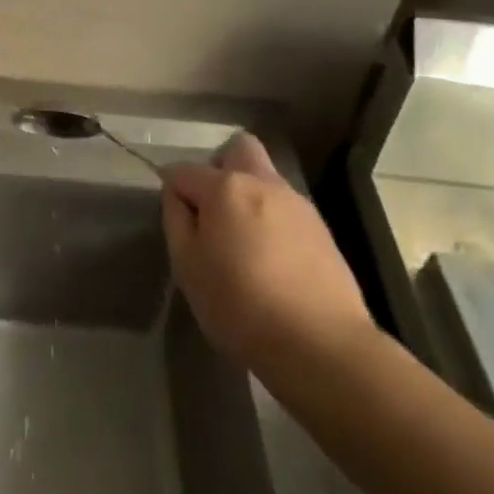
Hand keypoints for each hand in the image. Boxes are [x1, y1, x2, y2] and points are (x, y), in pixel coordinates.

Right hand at [161, 132, 375, 380]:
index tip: (174, 218)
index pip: (183, 170)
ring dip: (248, 195)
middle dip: (219, 167)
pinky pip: (285, 208)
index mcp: (225, 187)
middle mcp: (263, 182)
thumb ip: (176, 220)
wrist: (322, 345)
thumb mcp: (187, 266)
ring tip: (242, 242)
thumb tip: (177, 195)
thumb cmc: (240, 305)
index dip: (172, 189)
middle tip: (212, 210)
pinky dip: (271, 219)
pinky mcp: (321, 229)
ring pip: (265, 178)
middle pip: (238, 149)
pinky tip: (271, 259)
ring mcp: (297, 203)